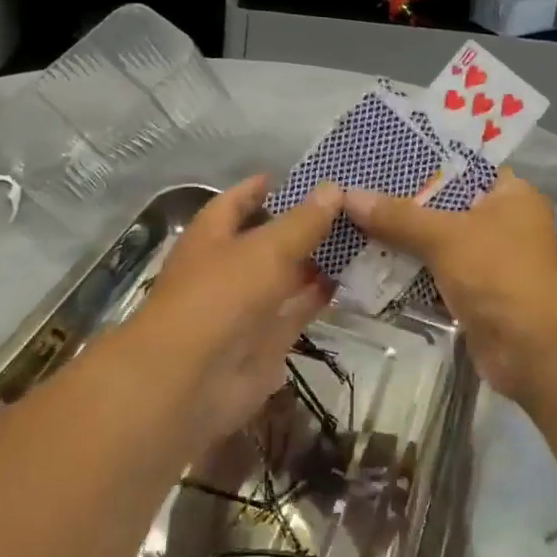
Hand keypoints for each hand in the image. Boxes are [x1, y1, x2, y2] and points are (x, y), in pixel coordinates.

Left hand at [129, 175, 341, 446]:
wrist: (193, 381)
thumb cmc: (221, 295)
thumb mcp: (267, 248)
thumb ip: (303, 221)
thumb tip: (333, 188)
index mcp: (213, 234)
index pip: (240, 199)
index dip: (268, 187)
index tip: (308, 175)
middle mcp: (229, 265)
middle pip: (269, 237)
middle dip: (305, 223)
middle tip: (353, 205)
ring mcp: (248, 304)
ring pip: (287, 274)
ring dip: (318, 259)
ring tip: (363, 236)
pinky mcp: (268, 338)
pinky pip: (299, 309)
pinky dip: (322, 295)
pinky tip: (356, 277)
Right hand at [345, 172, 556, 404]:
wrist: (534, 351)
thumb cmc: (499, 274)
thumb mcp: (445, 237)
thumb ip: (398, 216)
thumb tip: (348, 195)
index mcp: (512, 194)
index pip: (463, 168)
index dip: (423, 164)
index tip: (379, 162)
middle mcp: (506, 223)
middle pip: (447, 207)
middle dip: (405, 207)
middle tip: (358, 194)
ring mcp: (493, 261)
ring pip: (440, 243)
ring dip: (404, 243)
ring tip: (354, 226)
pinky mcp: (479, 295)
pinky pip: (439, 275)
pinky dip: (412, 274)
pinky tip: (372, 266)